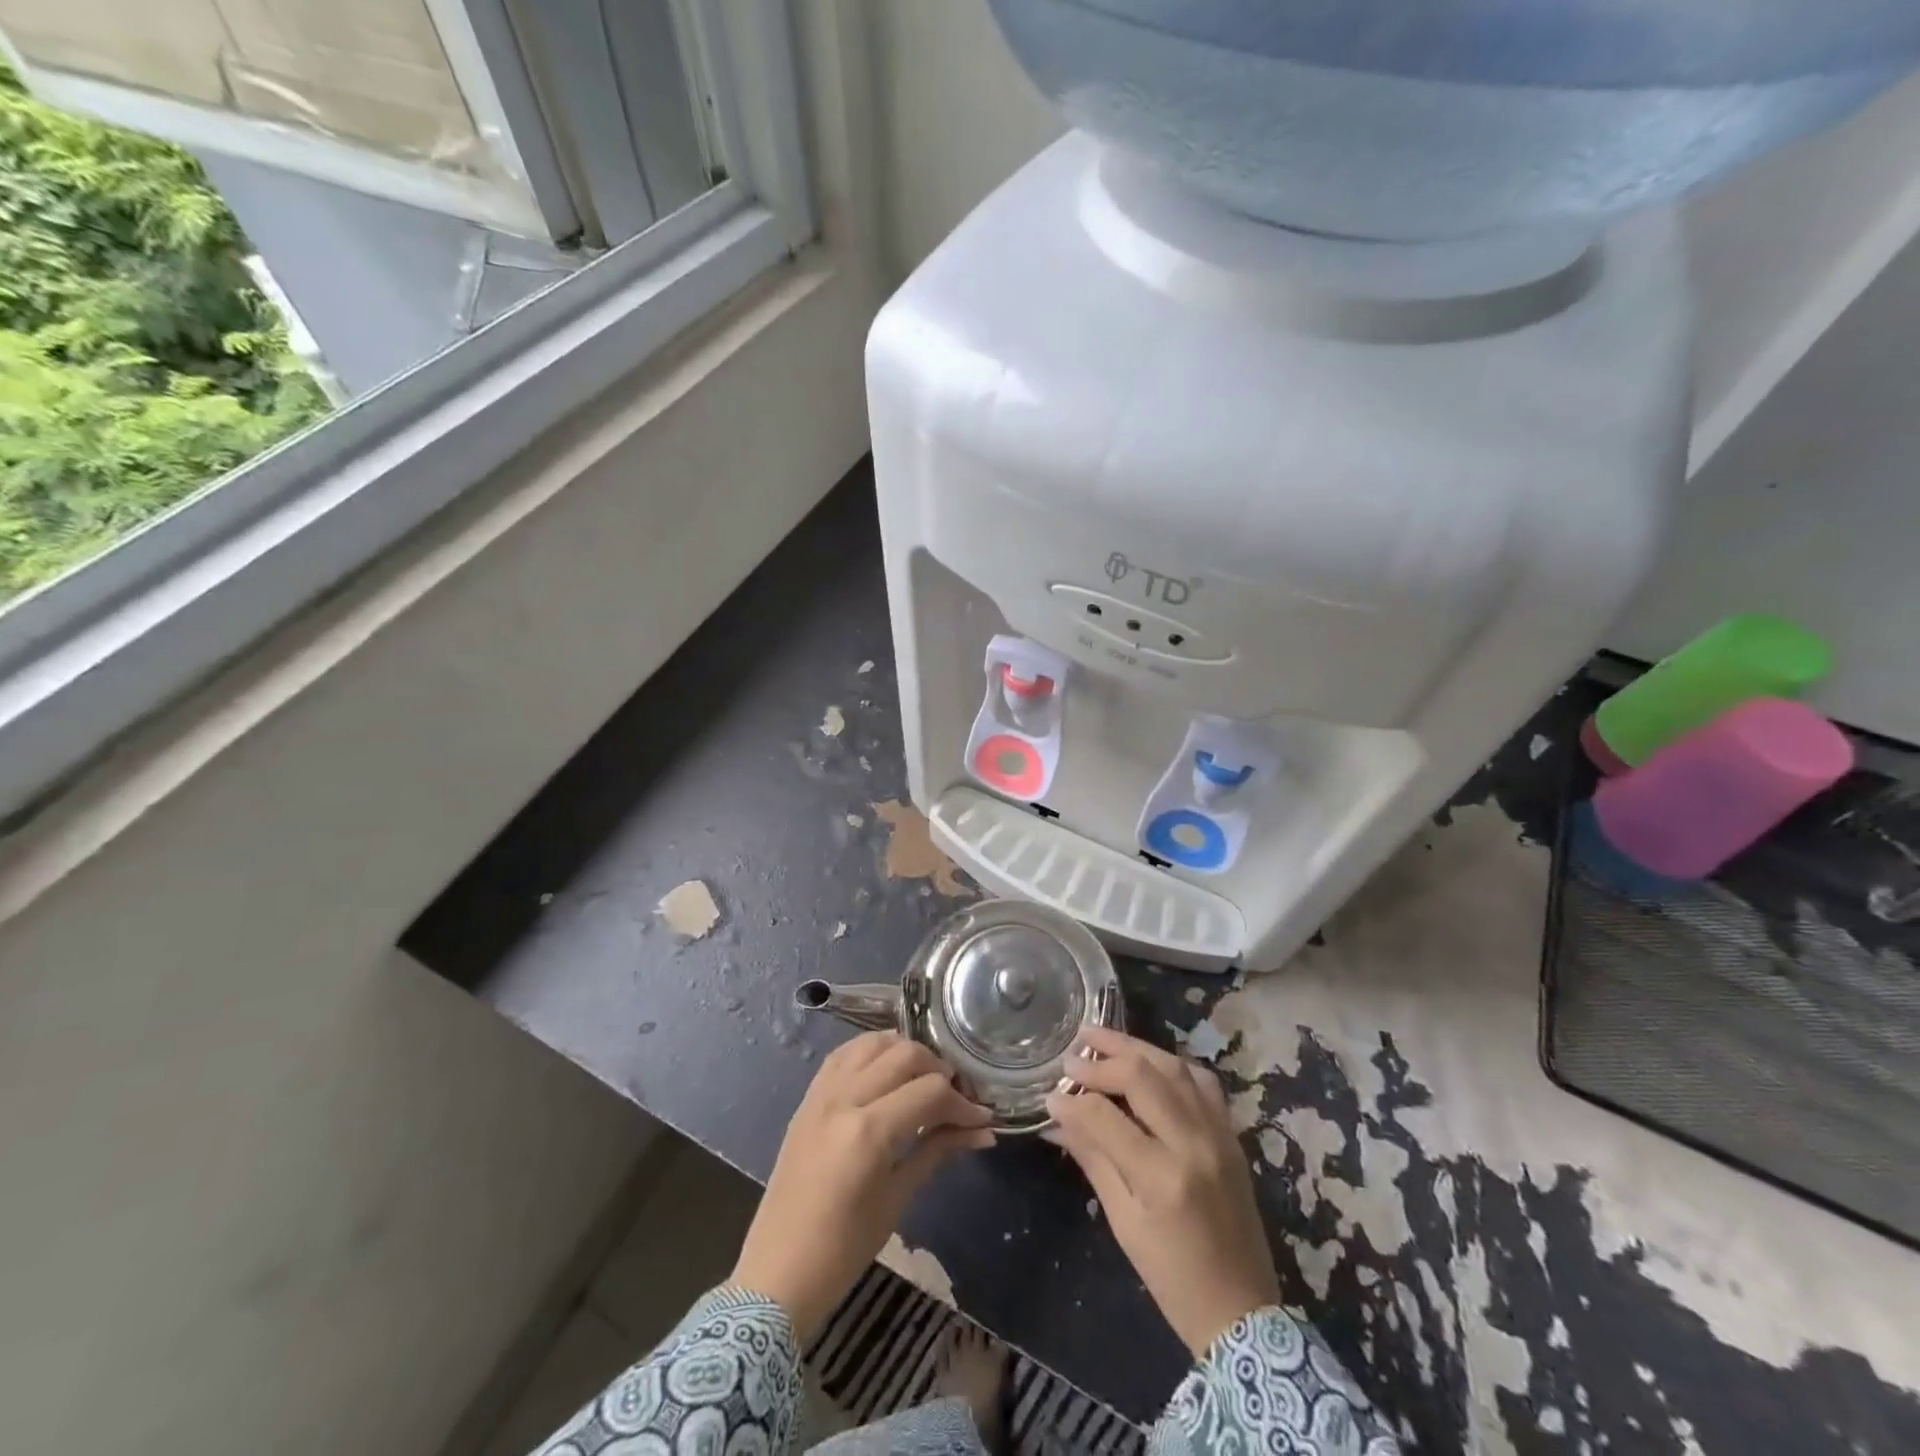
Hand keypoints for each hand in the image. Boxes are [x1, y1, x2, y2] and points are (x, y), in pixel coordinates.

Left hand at [732, 1031, 994, 1341]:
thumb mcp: (898, 1198)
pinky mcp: (808, 1097)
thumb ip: (938, 1151)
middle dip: (939, 1069)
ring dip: (905, 1052)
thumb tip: (983, 1131)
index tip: (982, 1118)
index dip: (962, 1103)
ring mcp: (821, 1093)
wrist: (778, 1273)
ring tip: (923, 1078)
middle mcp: (843, 1098)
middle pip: (904, 1054)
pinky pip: (844, 1054)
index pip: (929, 1092)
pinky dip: (871, 1051)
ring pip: (872, 1043)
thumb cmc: (844, 1250)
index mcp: (868, 1131)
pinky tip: (887, 1070)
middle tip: (956, 1097)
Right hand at [1045, 1026, 1280, 1356]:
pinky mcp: (1232, 1134)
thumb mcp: (1124, 1223)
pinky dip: (1171, 1064)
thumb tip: (1058, 1118)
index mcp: (1161, 1177)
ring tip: (1100, 1039)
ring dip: (1134, 1048)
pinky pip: (1202, 1081)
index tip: (1050, 1095)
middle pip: (1142, 1076)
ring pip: (1173, 1067)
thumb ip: (1093, 1159)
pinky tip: (1148, 1062)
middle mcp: (1194, 1144)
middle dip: (1101, 1059)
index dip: (1071, 1101)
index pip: (1105, 1116)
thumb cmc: (1172, 1279)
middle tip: (1072, 1055)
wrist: (1243, 1312)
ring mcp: (1218, 1134)